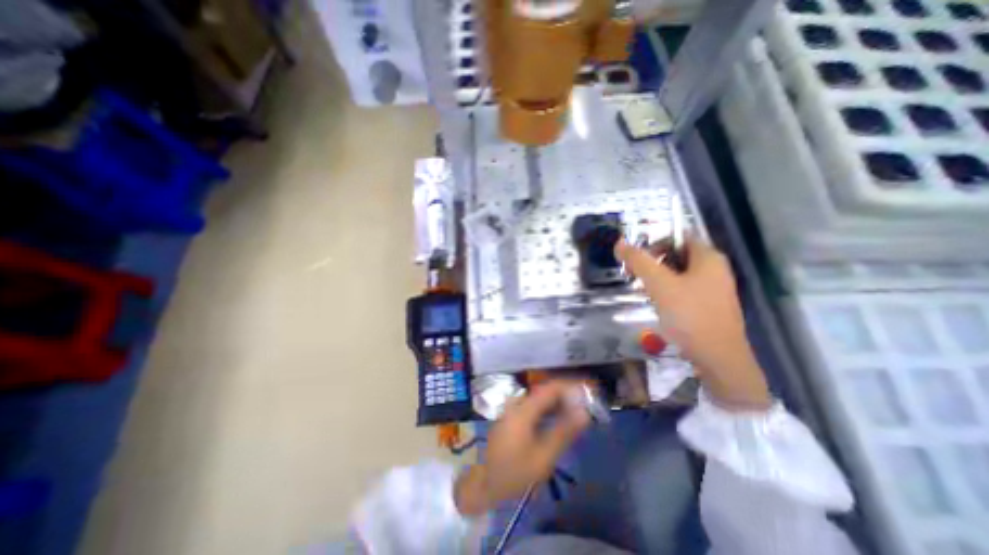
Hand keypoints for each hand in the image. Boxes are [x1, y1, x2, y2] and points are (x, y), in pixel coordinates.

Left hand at [453, 381, 588, 516]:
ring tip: (576, 412)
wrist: (486, 483)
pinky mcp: (512, 417)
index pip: (550, 388)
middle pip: (545, 391)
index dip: (570, 387)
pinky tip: (559, 420)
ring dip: (558, 403)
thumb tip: (584, 413)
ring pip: (540, 399)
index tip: (587, 393)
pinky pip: (534, 406)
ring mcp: (513, 409)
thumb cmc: (515, 473)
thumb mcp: (544, 457)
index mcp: (524, 409)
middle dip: (566, 395)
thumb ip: (564, 432)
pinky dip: (548, 410)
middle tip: (585, 405)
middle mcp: (517, 403)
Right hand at [615, 235, 771, 408]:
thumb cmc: (689, 315)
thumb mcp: (659, 284)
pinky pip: (684, 289)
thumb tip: (619, 243)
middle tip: (634, 273)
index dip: (655, 242)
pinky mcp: (709, 306)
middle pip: (678, 254)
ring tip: (642, 289)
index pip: (679, 236)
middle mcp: (715, 269)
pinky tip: (656, 303)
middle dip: (653, 261)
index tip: (637, 258)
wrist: (718, 358)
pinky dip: (667, 290)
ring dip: (658, 277)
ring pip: (680, 273)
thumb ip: (639, 261)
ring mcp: (714, 289)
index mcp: (708, 258)